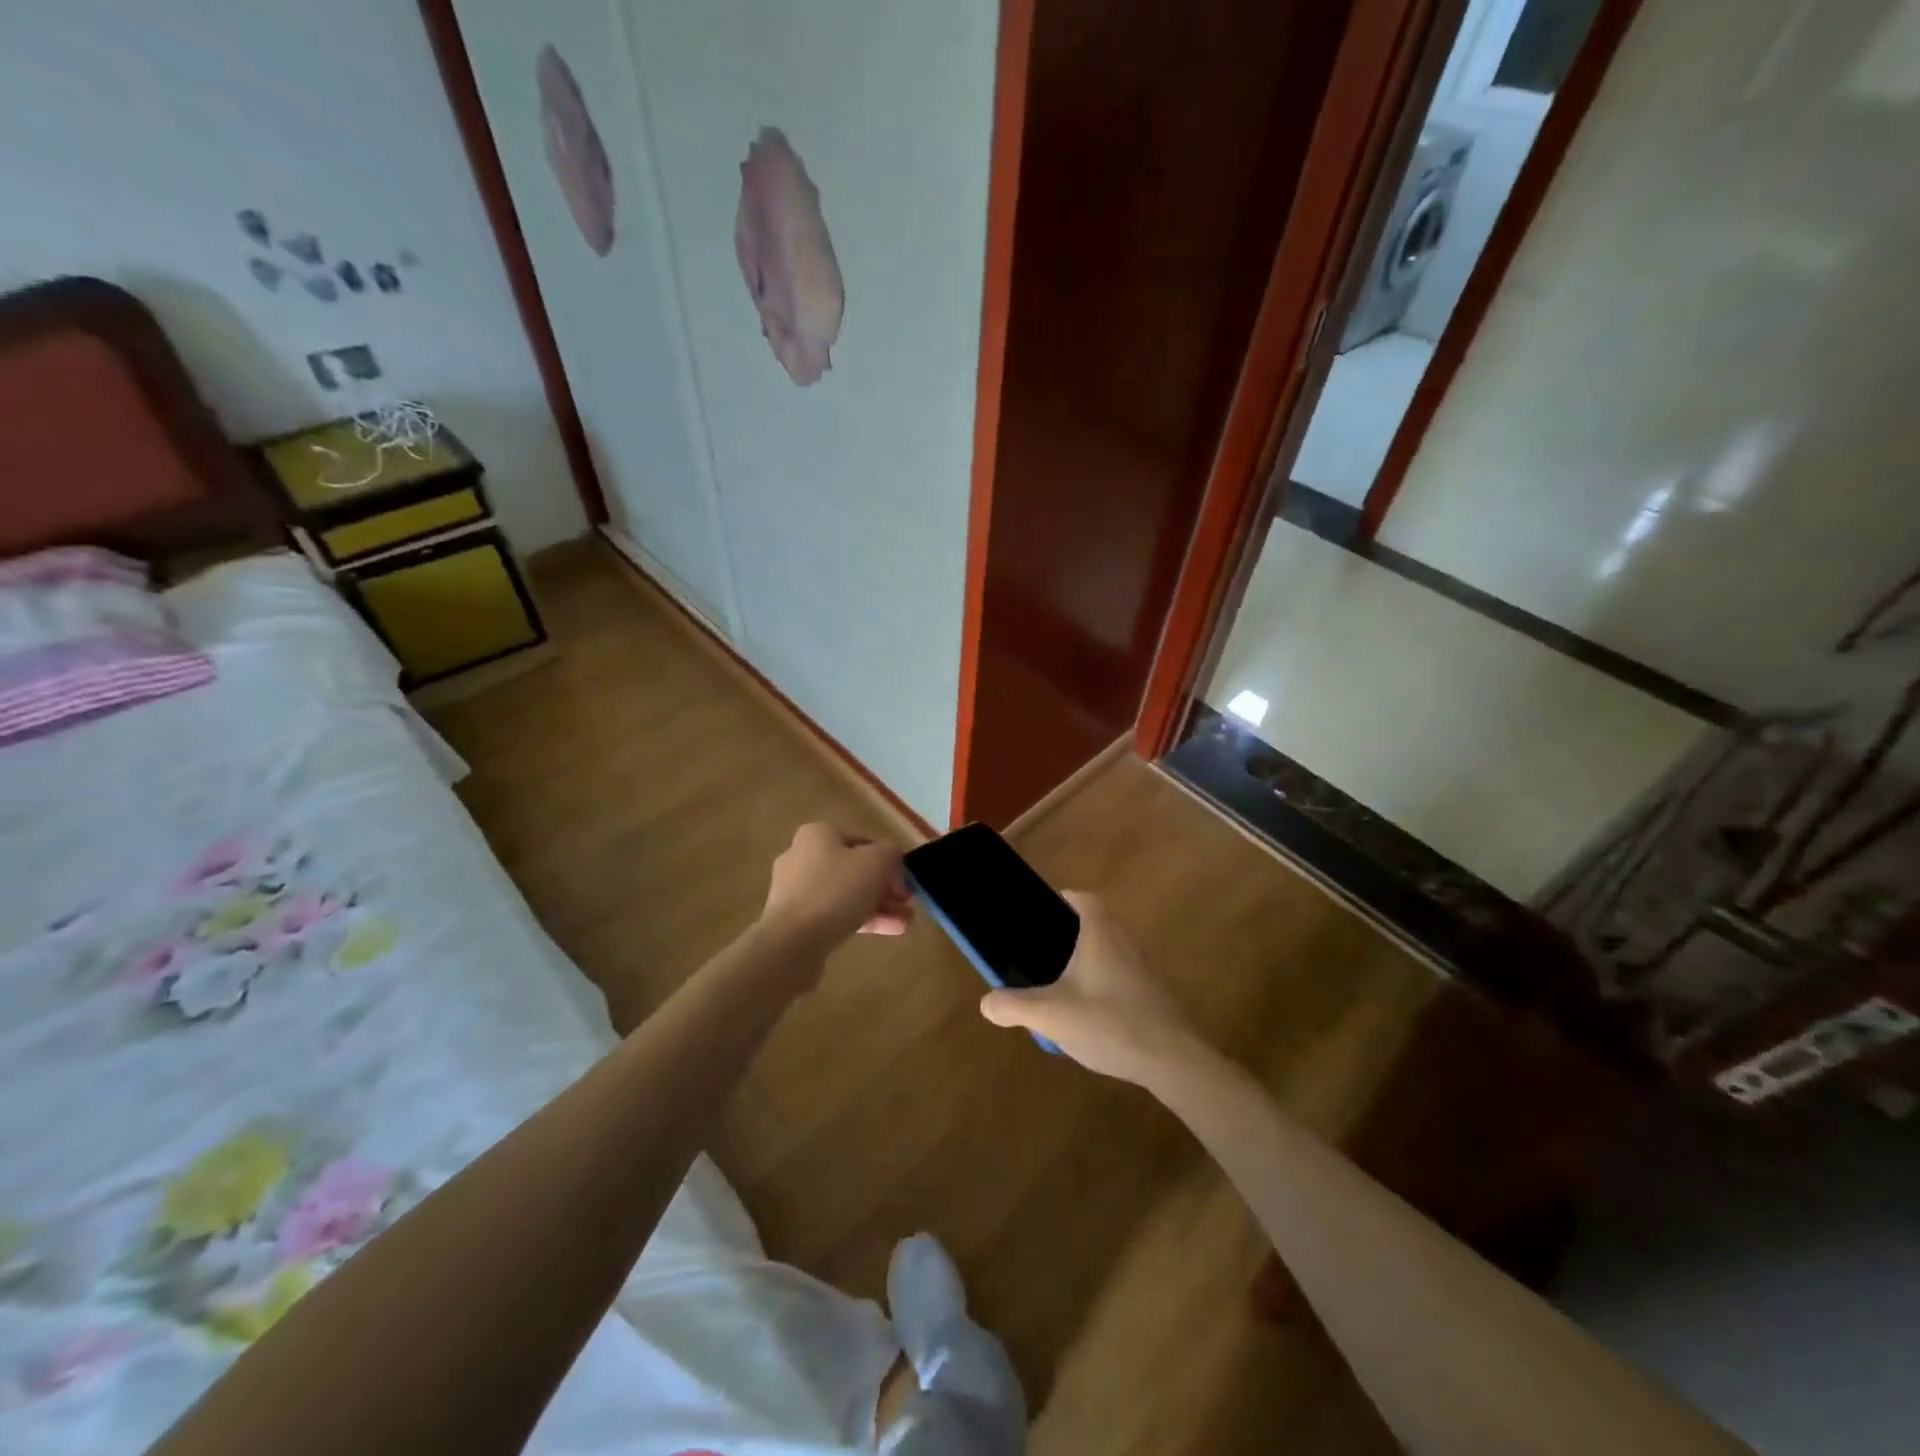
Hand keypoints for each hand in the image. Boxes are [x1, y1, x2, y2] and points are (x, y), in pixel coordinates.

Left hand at [760, 823, 912, 954]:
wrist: (792, 941)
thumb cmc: (836, 890)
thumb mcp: (876, 862)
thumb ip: (891, 853)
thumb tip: (892, 859)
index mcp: (818, 834)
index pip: (863, 841)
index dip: (889, 860)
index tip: (905, 881)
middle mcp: (802, 857)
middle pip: (855, 869)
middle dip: (885, 887)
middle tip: (906, 902)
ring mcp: (796, 891)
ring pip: (846, 895)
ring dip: (879, 906)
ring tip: (905, 923)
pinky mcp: (795, 921)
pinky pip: (834, 915)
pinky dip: (861, 921)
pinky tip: (889, 932)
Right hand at [978, 891, 1201, 1084]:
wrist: (1172, 1059)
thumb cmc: (1108, 1022)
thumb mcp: (1050, 1015)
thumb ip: (1013, 1006)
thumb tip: (986, 1003)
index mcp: (1100, 933)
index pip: (1086, 899)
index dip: (1068, 899)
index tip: (1050, 908)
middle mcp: (1126, 941)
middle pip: (1100, 923)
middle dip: (1075, 932)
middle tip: (1049, 950)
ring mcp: (1145, 968)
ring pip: (1113, 951)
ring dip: (1092, 960)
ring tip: (1066, 984)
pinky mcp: (1156, 994)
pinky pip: (1126, 976)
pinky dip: (1108, 983)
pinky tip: (1093, 1014)